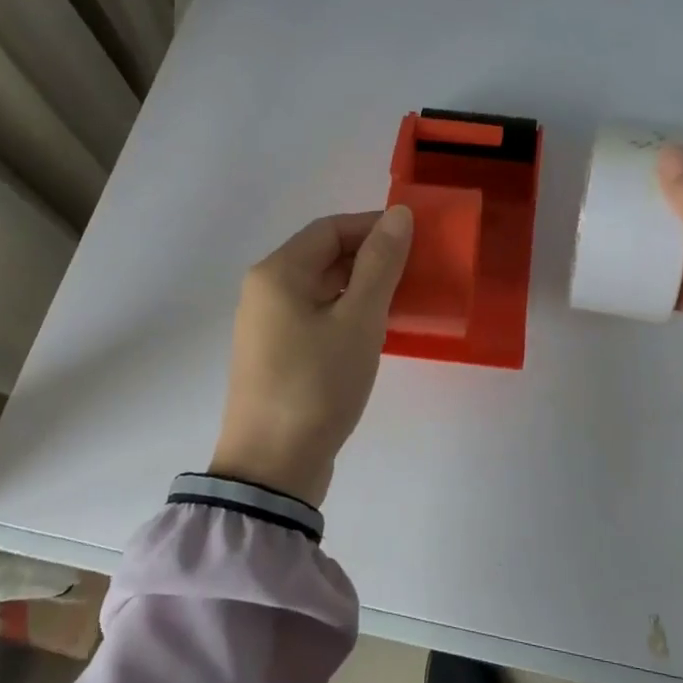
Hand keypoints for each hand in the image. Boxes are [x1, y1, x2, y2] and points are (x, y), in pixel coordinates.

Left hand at [209, 207, 413, 504]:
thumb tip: (398, 214)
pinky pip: (316, 316)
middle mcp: (265, 291)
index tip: (417, 240)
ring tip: (404, 299)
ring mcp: (267, 325)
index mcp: (277, 273)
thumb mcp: (359, 320)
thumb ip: (381, 264)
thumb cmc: (317, 384)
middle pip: (324, 256)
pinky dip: (347, 313)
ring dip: (362, 286)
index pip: (331, 229)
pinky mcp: (276, 355)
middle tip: (417, 271)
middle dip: (371, 257)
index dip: (374, 227)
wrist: (272, 468)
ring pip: (322, 288)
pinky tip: (375, 330)